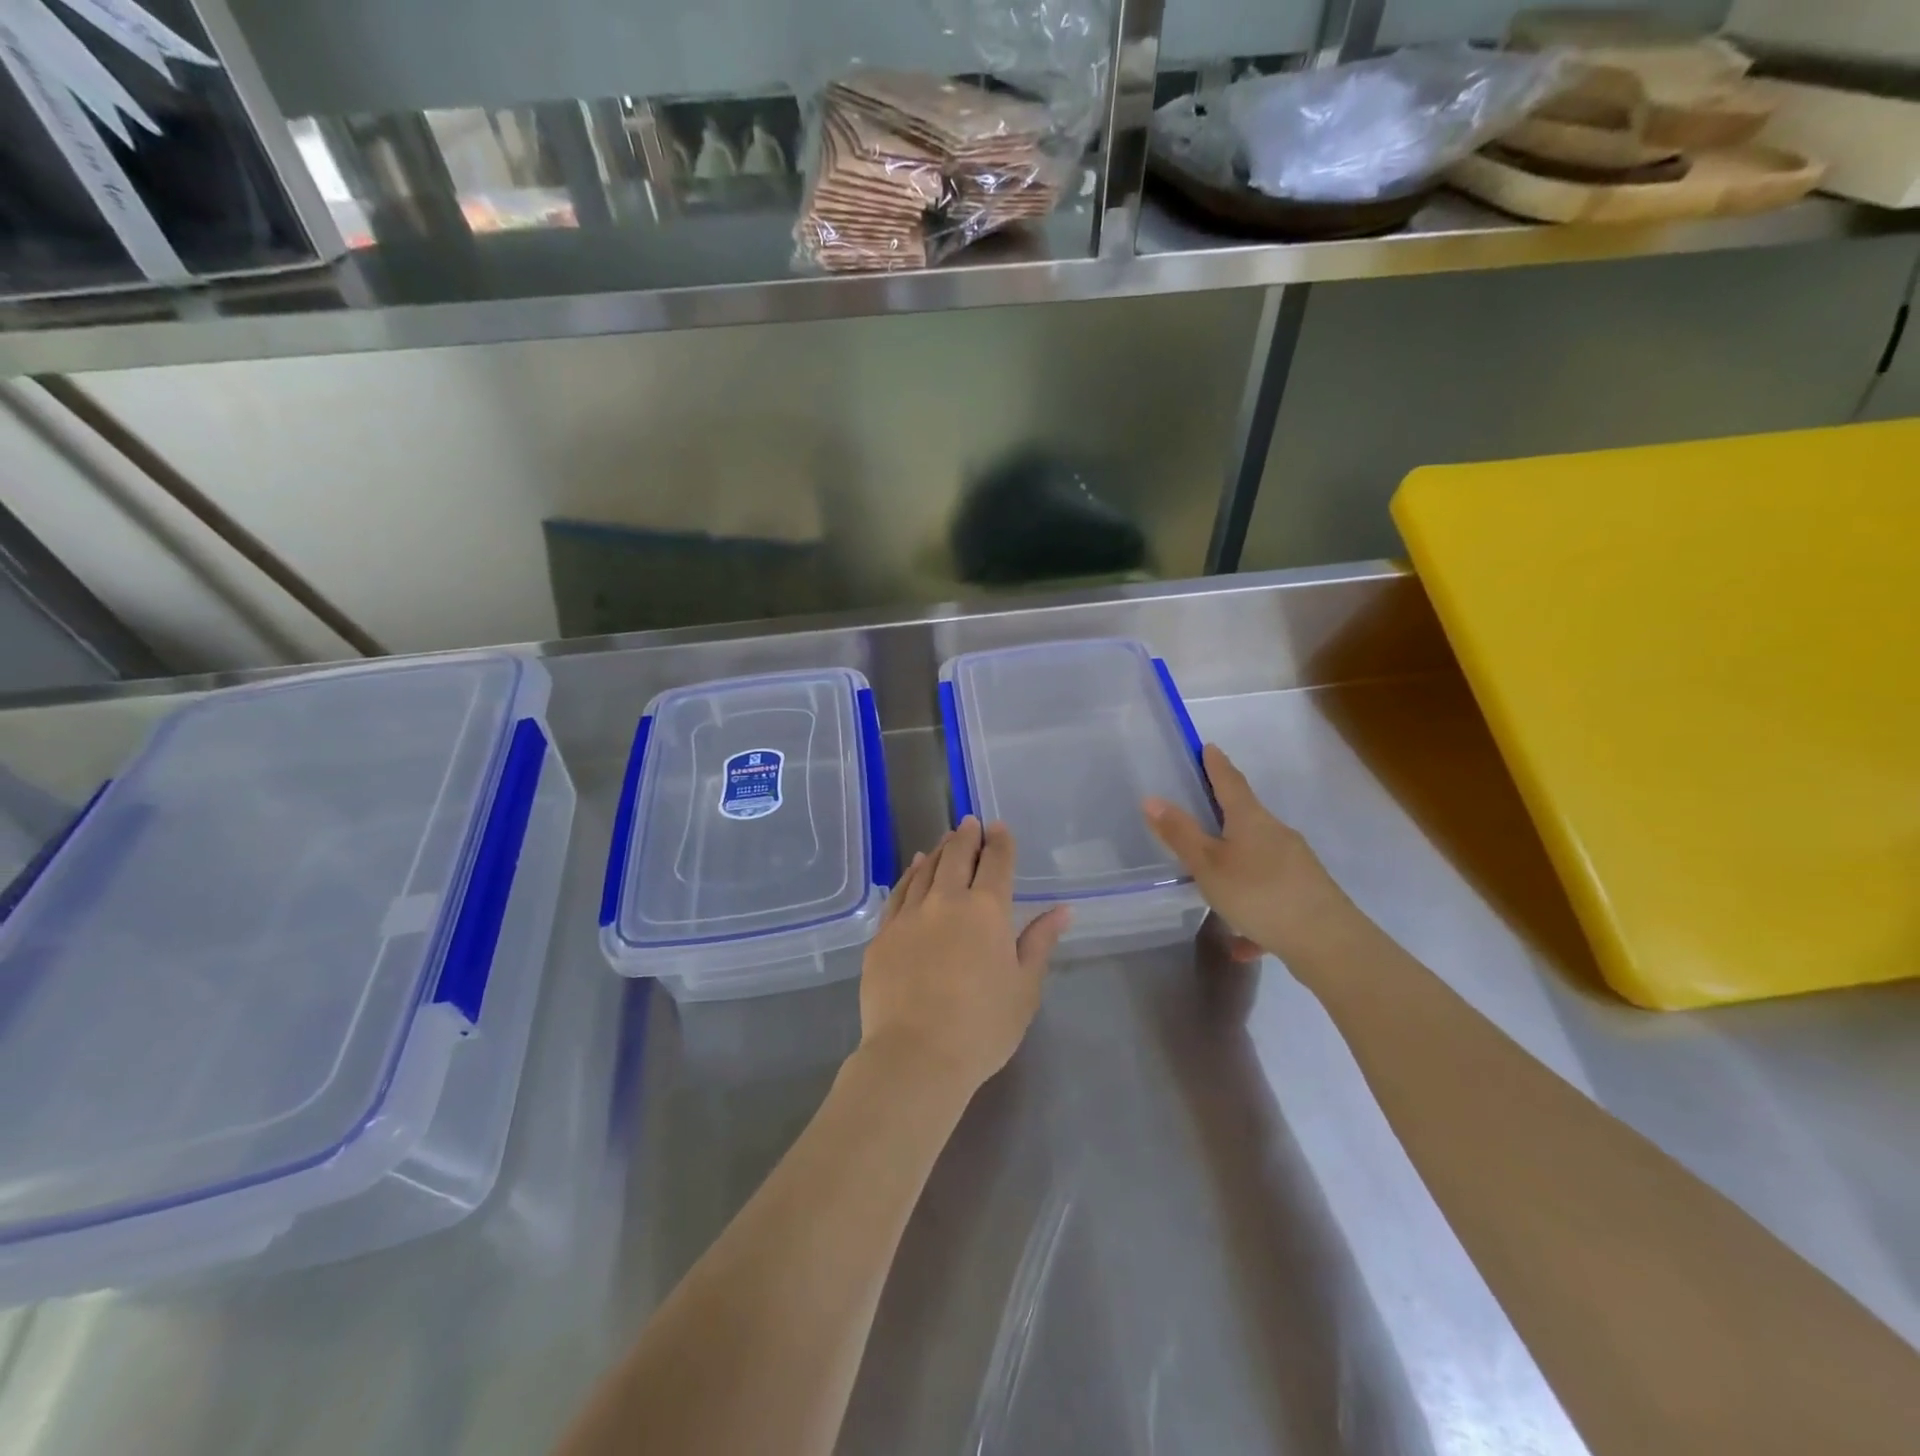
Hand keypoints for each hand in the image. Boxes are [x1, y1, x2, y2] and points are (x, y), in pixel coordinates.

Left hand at [858, 817, 1069, 1097]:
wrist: (916, 1056)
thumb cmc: (982, 1026)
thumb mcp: (1025, 988)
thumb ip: (1040, 943)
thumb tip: (1062, 910)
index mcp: (987, 910)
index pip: (996, 863)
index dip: (1000, 842)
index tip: (999, 827)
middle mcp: (946, 901)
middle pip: (956, 856)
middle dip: (966, 836)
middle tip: (970, 822)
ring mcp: (910, 915)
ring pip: (926, 870)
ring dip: (939, 850)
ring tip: (946, 839)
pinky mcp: (883, 934)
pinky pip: (899, 893)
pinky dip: (910, 874)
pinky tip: (915, 868)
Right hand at [1145, 743, 1348, 962]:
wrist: (1328, 942)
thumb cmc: (1259, 893)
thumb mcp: (1208, 865)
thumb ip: (1180, 834)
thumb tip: (1151, 798)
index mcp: (1251, 820)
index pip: (1230, 782)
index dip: (1217, 765)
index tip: (1208, 747)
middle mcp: (1277, 834)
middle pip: (1248, 817)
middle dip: (1226, 813)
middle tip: (1203, 808)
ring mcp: (1296, 865)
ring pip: (1259, 858)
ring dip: (1237, 863)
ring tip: (1214, 881)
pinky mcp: (1306, 895)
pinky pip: (1270, 896)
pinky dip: (1253, 909)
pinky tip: (1241, 941)